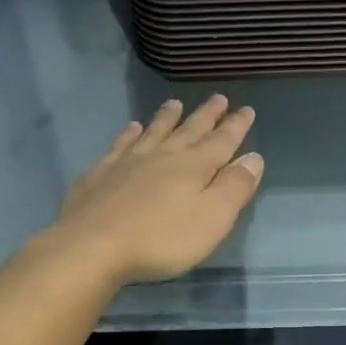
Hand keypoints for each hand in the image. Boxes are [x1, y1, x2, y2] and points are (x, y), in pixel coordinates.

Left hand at [46, 96, 262, 284]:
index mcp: (194, 166)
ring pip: (154, 131)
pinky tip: (131, 128)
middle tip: (219, 98)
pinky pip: (120, 145)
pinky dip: (129, 134)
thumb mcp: (212, 218)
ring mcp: (128, 161)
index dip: (236, 126)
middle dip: (207, 115)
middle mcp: (163, 155)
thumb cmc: (161, 238)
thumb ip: (234, 187)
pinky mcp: (101, 173)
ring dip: (167, 117)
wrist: (92, 246)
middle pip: (190, 130)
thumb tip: (253, 157)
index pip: (222, 141)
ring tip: (175, 103)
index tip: (247, 109)